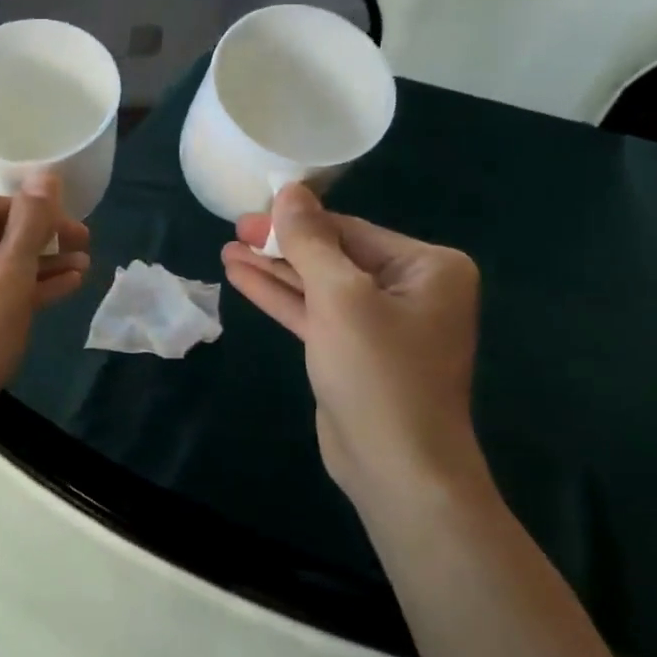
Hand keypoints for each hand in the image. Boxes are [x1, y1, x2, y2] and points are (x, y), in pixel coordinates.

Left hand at [0, 177, 89, 458]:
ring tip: (80, 270)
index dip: (40, 216)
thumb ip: (30, 226)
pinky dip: (5, 293)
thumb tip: (47, 175)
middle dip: (37, 245)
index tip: (82, 231)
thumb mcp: (6, 283)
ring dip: (28, 269)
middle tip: (85, 249)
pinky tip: (54, 291)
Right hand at [221, 184, 482, 503]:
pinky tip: (242, 278)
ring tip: (227, 249)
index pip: (351, 230)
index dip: (297, 220)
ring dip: (274, 270)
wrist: (396, 466)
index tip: (252, 209)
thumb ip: (311, 242)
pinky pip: (314, 313)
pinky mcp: (352, 351)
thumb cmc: (378, 371)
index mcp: (428, 267)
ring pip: (319, 285)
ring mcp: (380, 323)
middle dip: (282, 245)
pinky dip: (281, 297)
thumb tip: (290, 191)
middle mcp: (411, 289)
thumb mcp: (340, 297)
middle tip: (234, 229)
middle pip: (334, 255)